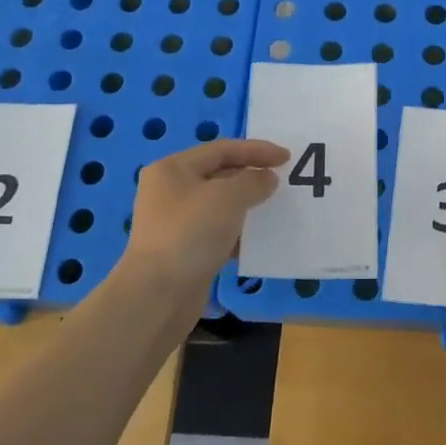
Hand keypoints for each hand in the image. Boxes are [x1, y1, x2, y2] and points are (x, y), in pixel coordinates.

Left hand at [124, 139, 288, 283]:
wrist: (158, 295)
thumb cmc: (191, 234)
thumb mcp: (227, 197)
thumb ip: (253, 181)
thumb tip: (266, 179)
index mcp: (173, 169)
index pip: (221, 149)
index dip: (256, 150)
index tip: (287, 157)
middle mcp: (170, 191)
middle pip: (219, 174)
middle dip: (252, 176)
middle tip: (283, 182)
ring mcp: (176, 222)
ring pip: (220, 205)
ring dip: (248, 205)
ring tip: (276, 208)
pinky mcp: (185, 250)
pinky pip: (218, 232)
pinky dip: (239, 232)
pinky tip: (260, 239)